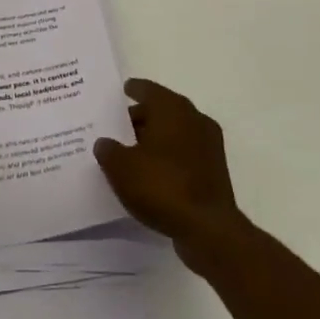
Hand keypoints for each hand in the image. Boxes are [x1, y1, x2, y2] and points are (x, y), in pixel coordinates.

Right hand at [94, 79, 246, 273]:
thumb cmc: (162, 186)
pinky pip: (184, 154)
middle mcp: (194, 119)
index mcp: (172, 108)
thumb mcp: (121, 168)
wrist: (208, 229)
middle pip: (162, 111)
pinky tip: (151, 173)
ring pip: (174, 133)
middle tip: (117, 128)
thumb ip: (108, 150)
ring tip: (130, 153)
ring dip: (154, 140)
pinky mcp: (214, 171)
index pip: (148, 89)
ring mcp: (208, 146)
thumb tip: (105, 143)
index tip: (122, 91)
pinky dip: (168, 158)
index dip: (133, 90)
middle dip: (141, 118)